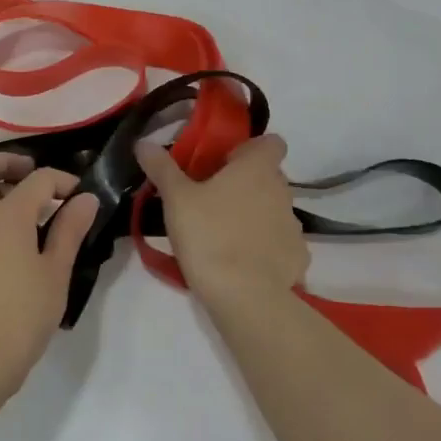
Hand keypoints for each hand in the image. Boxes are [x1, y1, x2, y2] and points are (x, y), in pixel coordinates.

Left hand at [0, 154, 100, 395]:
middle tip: (35, 175)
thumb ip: (69, 230)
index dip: (63, 181)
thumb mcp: (56, 271)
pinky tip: (22, 233)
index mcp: (6, 214)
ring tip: (32, 203)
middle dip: (6, 162)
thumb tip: (85, 198)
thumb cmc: (21, 313)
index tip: (83, 197)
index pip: (37, 179)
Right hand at [137, 135, 307, 310]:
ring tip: (223, 235)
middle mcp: (282, 191)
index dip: (250, 149)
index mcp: (257, 169)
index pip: (272, 143)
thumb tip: (144, 142)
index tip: (225, 163)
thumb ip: (162, 168)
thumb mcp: (176, 199)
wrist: (245, 297)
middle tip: (212, 200)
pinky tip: (242, 263)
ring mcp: (293, 226)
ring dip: (255, 215)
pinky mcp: (297, 258)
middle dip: (245, 184)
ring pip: (273, 210)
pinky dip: (265, 248)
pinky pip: (280, 244)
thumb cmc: (209, 235)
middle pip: (269, 177)